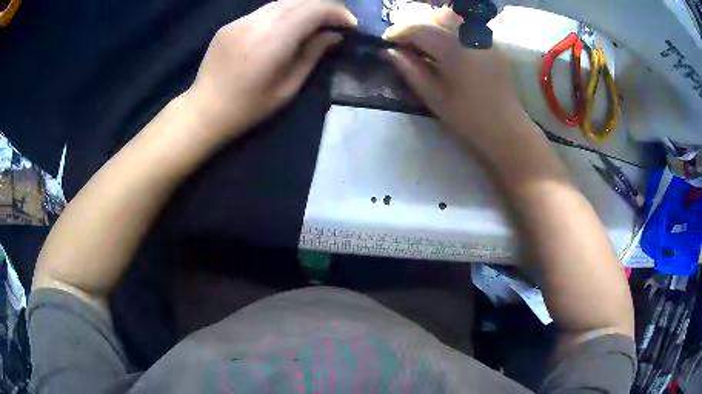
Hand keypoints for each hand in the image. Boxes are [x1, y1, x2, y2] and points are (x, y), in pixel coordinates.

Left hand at [186, 0, 356, 141]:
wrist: (205, 110)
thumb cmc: (248, 108)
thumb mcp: (287, 87)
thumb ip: (312, 55)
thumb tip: (334, 34)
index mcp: (272, 41)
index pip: (313, 10)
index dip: (337, 12)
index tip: (350, 24)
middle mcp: (256, 23)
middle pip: (300, 0)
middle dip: (324, 6)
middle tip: (337, 21)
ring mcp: (240, 21)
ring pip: (282, 2)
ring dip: (304, 8)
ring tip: (315, 22)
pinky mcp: (231, 24)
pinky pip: (265, 10)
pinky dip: (284, 13)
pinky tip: (287, 27)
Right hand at [383, 21, 541, 163]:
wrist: (507, 133)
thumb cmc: (469, 121)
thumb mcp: (434, 98)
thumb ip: (410, 70)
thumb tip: (389, 52)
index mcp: (455, 50)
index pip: (420, 28)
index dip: (399, 31)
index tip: (386, 41)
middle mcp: (472, 38)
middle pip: (438, 15)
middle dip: (417, 23)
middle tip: (404, 40)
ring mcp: (486, 41)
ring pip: (455, 18)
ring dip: (434, 23)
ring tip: (423, 41)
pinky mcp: (494, 47)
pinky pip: (468, 28)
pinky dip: (451, 30)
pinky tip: (445, 47)